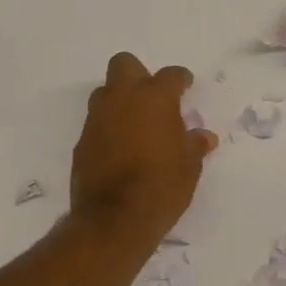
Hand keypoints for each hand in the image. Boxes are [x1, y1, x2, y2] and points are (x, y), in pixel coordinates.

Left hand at [70, 52, 215, 243]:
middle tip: (153, 97)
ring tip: (136, 123)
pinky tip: (120, 148)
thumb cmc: (161, 186)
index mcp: (155, 98)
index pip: (171, 75)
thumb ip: (194, 145)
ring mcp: (98, 118)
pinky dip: (108, 128)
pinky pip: (97, 122)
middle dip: (138, 74)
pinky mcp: (82, 141)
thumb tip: (203, 137)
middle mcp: (123, 99)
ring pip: (106, 92)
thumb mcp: (189, 167)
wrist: (113, 219)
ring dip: (120, 100)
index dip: (181, 79)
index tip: (186, 86)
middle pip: (124, 65)